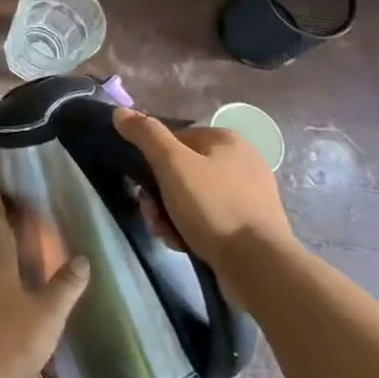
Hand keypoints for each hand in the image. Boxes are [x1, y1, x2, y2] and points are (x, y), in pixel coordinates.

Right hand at [113, 108, 295, 271]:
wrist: (259, 265)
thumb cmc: (213, 207)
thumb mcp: (172, 164)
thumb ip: (146, 134)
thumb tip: (120, 112)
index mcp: (226, 140)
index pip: (174, 139)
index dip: (152, 161)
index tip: (142, 185)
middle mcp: (241, 162)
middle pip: (180, 172)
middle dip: (158, 195)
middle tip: (152, 213)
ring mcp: (247, 196)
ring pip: (190, 198)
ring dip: (169, 214)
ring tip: (167, 233)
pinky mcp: (249, 225)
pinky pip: (208, 219)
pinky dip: (190, 229)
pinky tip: (183, 243)